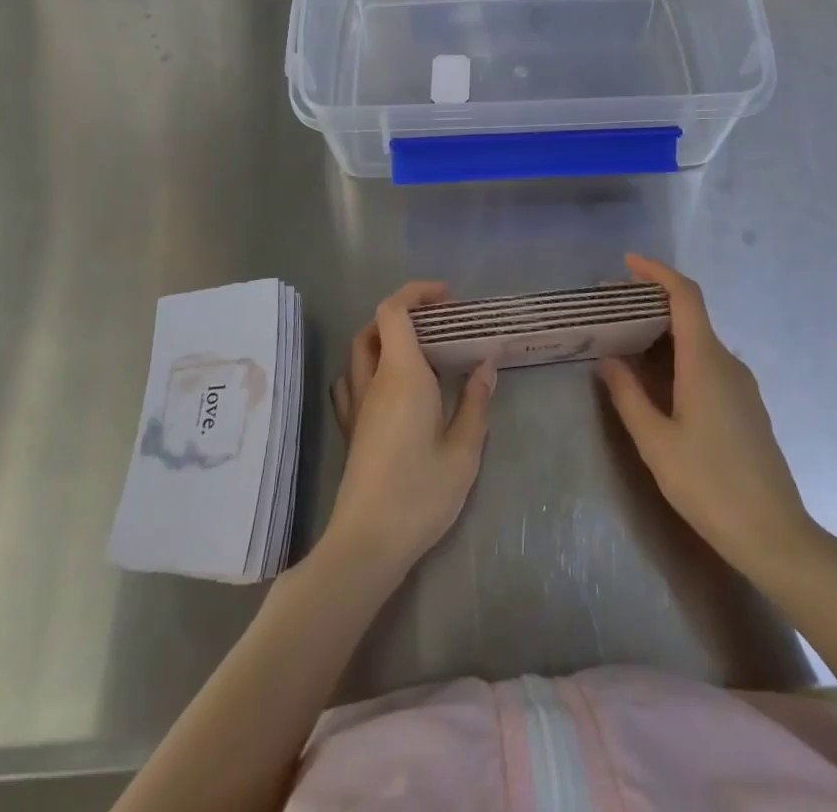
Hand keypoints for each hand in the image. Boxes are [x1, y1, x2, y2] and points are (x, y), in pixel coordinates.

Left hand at [324, 282, 496, 578]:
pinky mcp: (350, 428)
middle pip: (375, 326)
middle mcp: (373, 381)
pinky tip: (389, 384)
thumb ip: (475, 402)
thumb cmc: (421, 493)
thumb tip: (485, 364)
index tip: (447, 298)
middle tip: (440, 323)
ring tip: (419, 349)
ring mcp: (356, 405)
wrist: (368, 542)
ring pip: (360, 351)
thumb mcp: (464, 450)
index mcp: (402, 375)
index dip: (416, 293)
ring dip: (385, 336)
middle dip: (405, 312)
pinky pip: (351, 379)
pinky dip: (369, 365)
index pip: (394, 311)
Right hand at [599, 254, 827, 583]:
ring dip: (663, 333)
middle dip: (651, 303)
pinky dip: (678, 356)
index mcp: (705, 361)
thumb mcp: (656, 442)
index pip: (686, 296)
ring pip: (698, 341)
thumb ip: (628, 396)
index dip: (658, 272)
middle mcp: (727, 363)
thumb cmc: (709, 485)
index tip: (628, 264)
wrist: (774, 535)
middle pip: (690, 314)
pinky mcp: (746, 406)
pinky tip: (657, 381)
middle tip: (611, 311)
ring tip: (626, 343)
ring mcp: (741, 385)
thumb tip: (609, 359)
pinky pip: (708, 364)